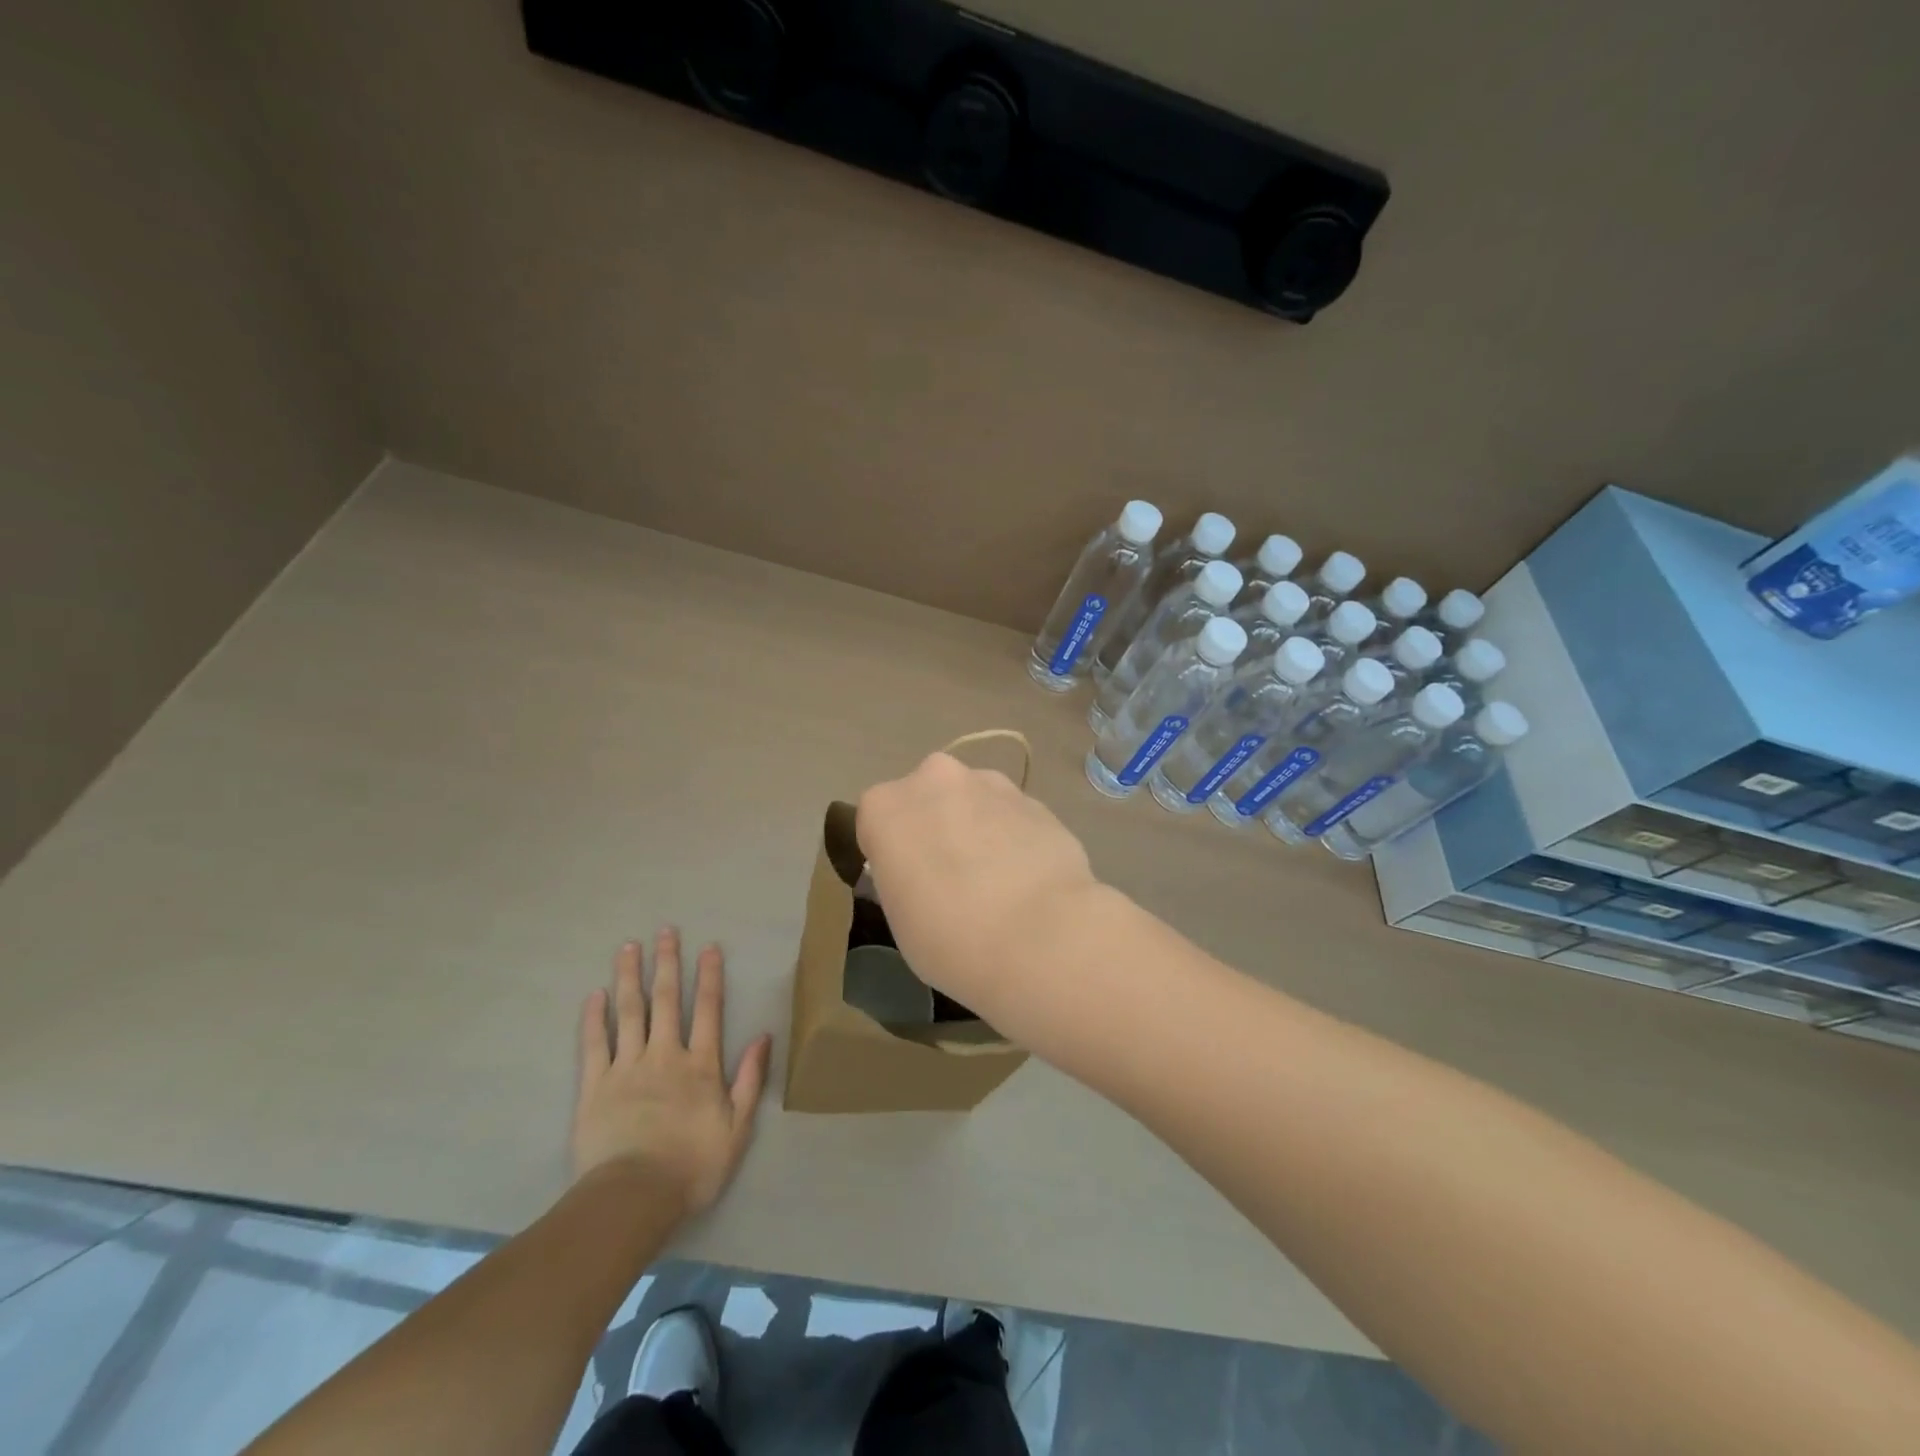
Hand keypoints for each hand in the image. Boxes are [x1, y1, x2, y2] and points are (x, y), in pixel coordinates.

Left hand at [572, 929, 773, 1216]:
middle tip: (665, 931)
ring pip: (629, 1013)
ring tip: (628, 948)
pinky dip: (594, 1018)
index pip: (708, 1010)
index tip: (708, 947)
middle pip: (667, 1001)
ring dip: (629, 978)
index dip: (709, 976)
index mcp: (700, 1065)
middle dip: (667, 963)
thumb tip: (763, 1037)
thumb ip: (750, 1079)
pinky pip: (594, 1045)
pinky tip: (594, 995)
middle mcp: (664, 1055)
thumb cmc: (692, 1166)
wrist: (633, 1198)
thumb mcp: (738, 1128)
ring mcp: (626, 1068)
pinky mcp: (594, 1087)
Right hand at [856, 752, 1099, 1021]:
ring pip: (973, 801)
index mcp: (885, 806)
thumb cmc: (950, 938)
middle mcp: (935, 779)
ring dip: (978, 827)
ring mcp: (990, 784)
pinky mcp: (1036, 800)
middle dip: (937, 826)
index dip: (892, 852)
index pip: (876, 821)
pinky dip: (1015, 838)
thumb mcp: (899, 917)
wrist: (1041, 937)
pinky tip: (1028, 880)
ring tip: (998, 881)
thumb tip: (923, 871)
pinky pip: (1012, 817)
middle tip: (952, 878)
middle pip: (927, 798)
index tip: (907, 884)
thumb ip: (903, 877)